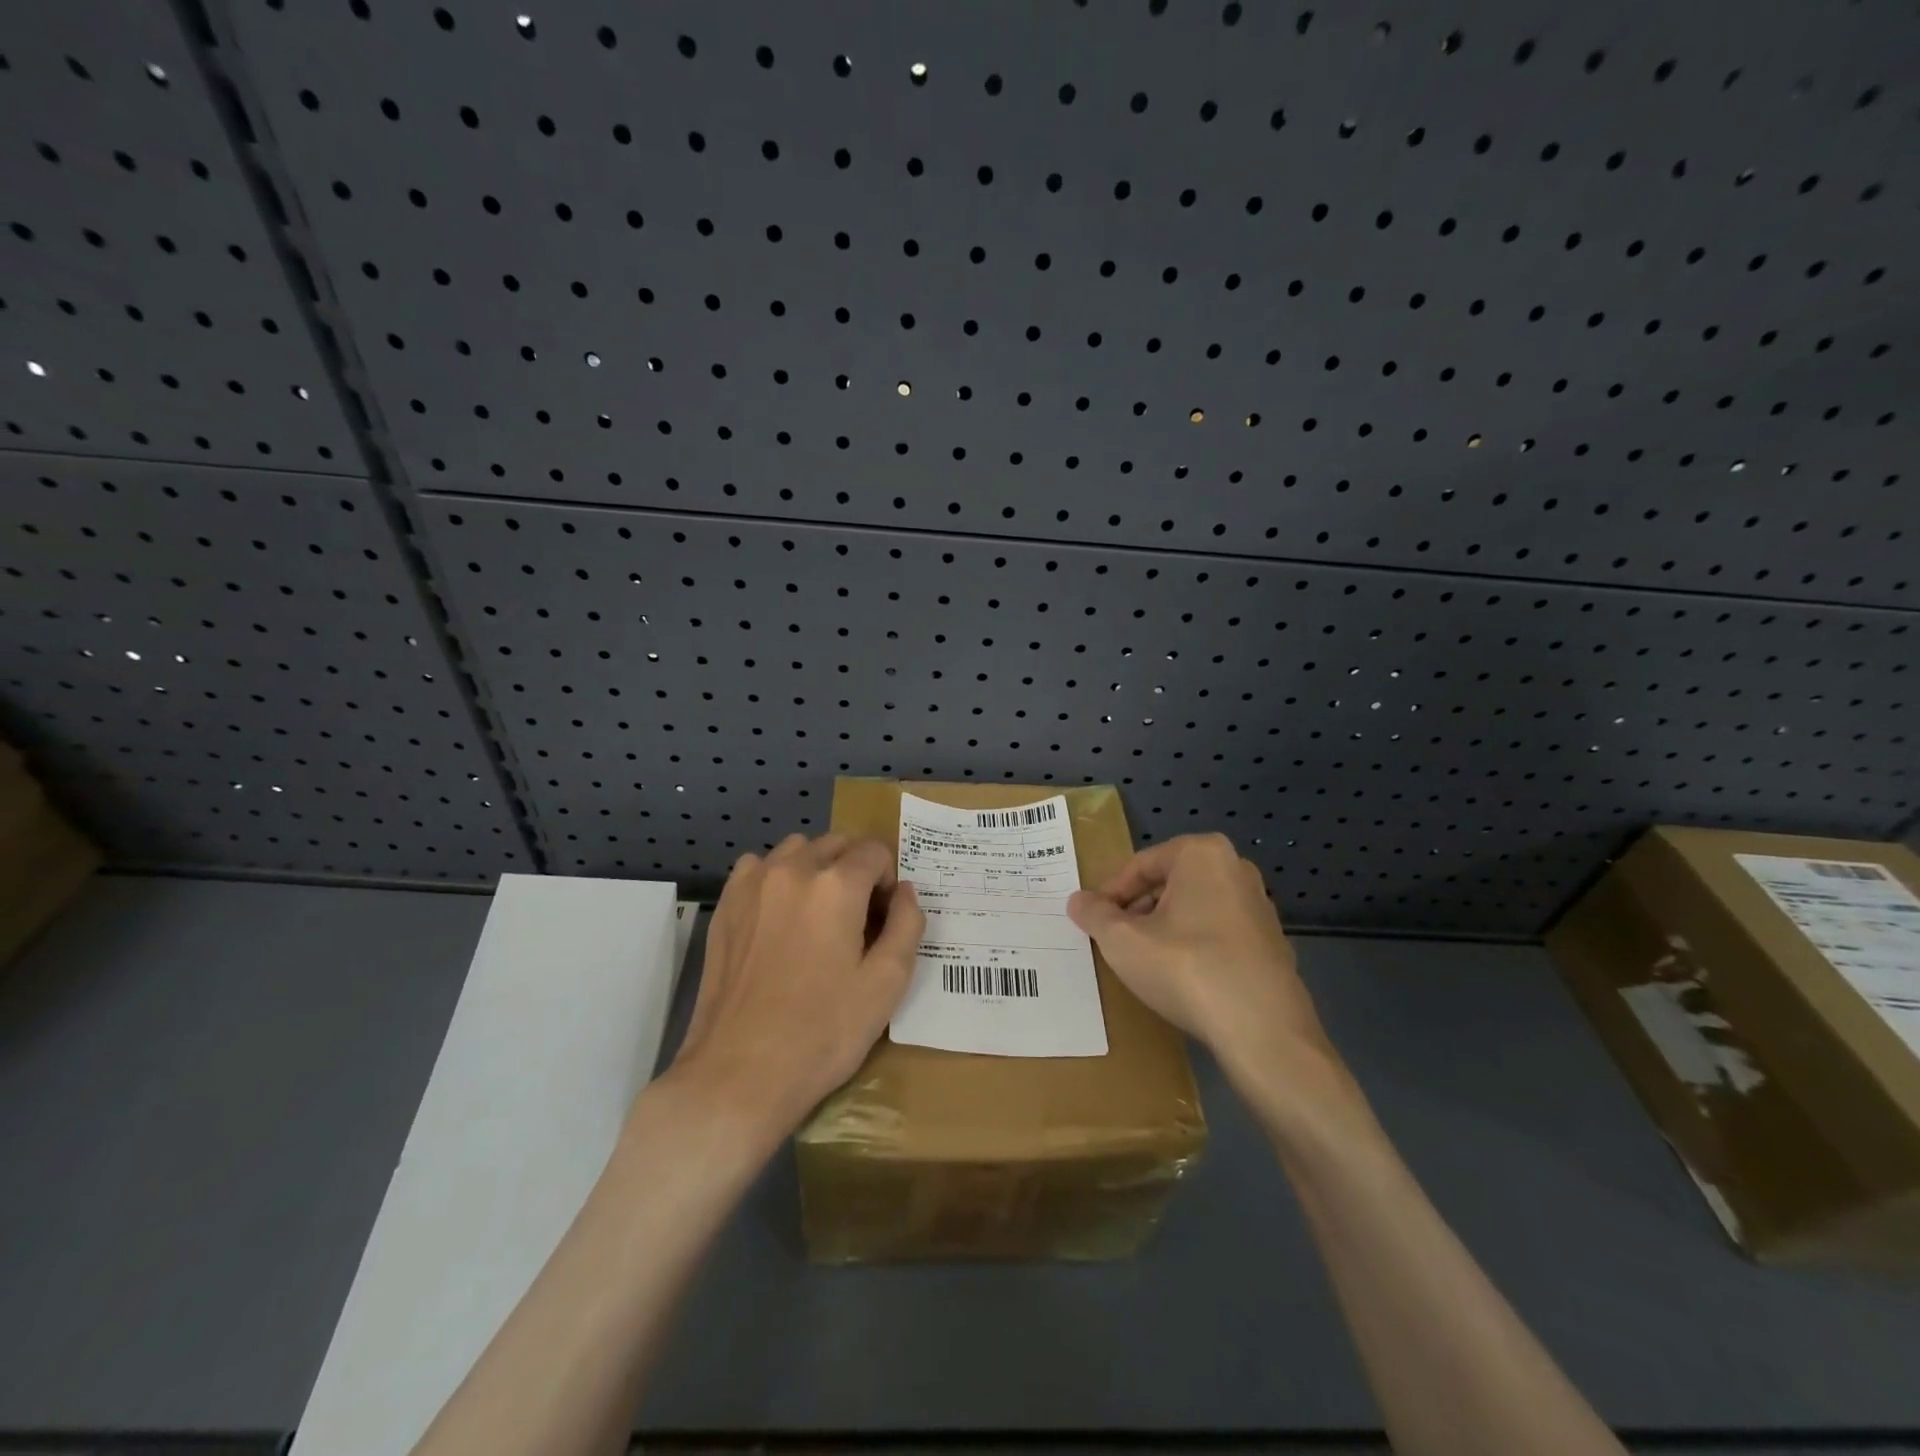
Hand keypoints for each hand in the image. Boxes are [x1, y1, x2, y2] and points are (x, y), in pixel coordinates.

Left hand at [670, 834, 923, 1138]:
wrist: (739, 1073)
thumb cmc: (822, 1032)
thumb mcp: (886, 984)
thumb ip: (906, 925)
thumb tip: (905, 891)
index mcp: (837, 886)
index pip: (874, 851)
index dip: (888, 878)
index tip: (884, 916)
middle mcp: (793, 870)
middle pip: (837, 843)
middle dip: (856, 868)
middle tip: (858, 916)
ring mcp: (753, 884)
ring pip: (797, 848)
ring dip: (817, 866)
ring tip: (818, 913)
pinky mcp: (726, 904)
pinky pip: (759, 866)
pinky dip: (777, 876)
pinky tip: (780, 915)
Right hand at [1066, 834, 1348, 1107]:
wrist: (1263, 1032)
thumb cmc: (1186, 968)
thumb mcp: (1123, 941)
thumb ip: (1095, 915)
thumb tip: (1078, 900)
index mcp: (1202, 854)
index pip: (1141, 865)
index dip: (1110, 893)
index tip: (1092, 921)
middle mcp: (1236, 868)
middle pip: (1169, 883)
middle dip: (1138, 910)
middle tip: (1114, 940)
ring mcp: (1260, 907)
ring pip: (1194, 909)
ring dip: (1164, 929)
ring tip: (1143, 961)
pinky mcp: (1272, 944)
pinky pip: (1218, 934)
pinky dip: (1194, 947)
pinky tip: (1180, 979)